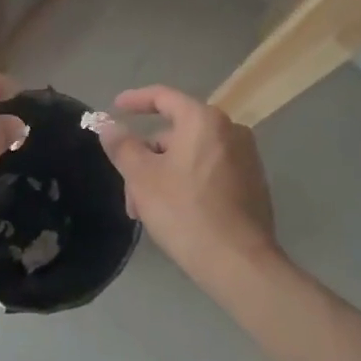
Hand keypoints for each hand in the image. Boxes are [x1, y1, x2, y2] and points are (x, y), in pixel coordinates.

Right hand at [95, 85, 279, 291]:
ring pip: (191, 156)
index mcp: (204, 120)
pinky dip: (187, 183)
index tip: (115, 107)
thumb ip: (122, 145)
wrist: (239, 263)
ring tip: (146, 211)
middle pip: (176, 133)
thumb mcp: (142, 177)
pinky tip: (174, 213)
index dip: (135, 100)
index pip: (163, 97)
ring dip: (163, 175)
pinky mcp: (253, 185)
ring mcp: (246, 158)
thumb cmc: (185, 212)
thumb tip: (106, 124)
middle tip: (128, 190)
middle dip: (146, 158)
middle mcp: (230, 131)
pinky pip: (210, 171)